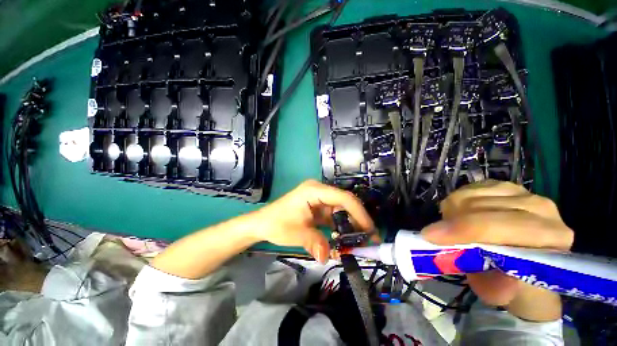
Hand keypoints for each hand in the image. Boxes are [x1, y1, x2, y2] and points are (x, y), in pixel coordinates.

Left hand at [251, 180, 374, 262]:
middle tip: (369, 238)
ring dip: (350, 224)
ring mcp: (319, 199)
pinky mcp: (318, 207)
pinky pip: (334, 216)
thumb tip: (327, 257)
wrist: (263, 223)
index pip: (342, 197)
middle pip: (345, 202)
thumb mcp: (296, 233)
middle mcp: (319, 191)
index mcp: (314, 190)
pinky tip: (345, 239)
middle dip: (357, 220)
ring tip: (360, 241)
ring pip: (341, 210)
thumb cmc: (277, 223)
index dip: (358, 212)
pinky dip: (340, 227)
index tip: (370, 229)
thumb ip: (314, 243)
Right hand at [421, 180, 573, 320]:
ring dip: (452, 211)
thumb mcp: (503, 293)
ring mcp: (523, 192)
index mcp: (551, 236)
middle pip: (479, 206)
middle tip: (437, 235)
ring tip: (453, 228)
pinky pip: (469, 188)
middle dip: (450, 220)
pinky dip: (457, 201)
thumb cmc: (517, 283)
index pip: (497, 225)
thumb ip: (491, 283)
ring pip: (470, 194)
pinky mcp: (505, 186)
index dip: (460, 229)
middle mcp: (540, 207)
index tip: (430, 236)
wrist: (530, 264)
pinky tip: (462, 215)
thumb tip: (462, 260)